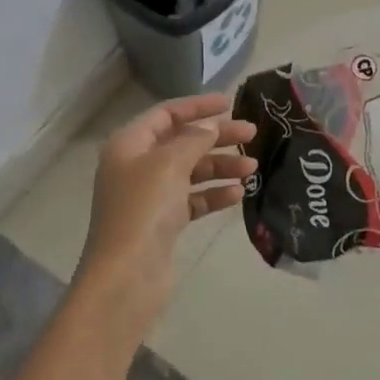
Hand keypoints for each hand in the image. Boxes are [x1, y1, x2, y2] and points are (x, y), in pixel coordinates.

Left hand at [77, 93, 256, 331]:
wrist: (126, 276)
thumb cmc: (143, 209)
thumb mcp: (169, 164)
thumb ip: (194, 140)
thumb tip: (210, 127)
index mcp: (128, 144)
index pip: (166, 114)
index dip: (197, 106)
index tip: (229, 103)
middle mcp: (136, 166)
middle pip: (182, 141)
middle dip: (216, 137)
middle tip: (252, 134)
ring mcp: (149, 196)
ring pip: (190, 171)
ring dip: (220, 166)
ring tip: (252, 168)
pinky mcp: (162, 223)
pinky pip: (193, 199)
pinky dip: (213, 194)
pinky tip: (238, 194)